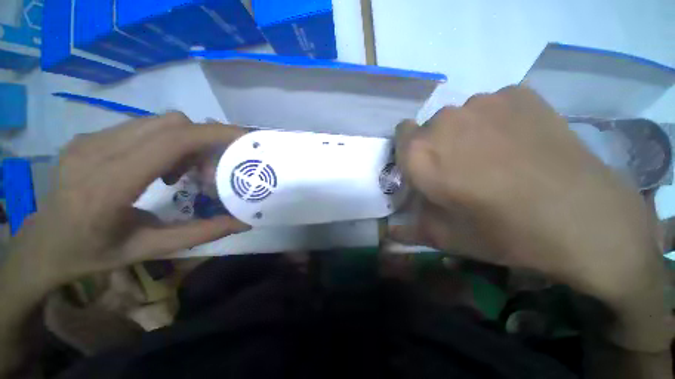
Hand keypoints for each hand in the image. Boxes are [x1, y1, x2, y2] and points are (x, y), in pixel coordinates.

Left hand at [4, 113, 249, 291]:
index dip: (213, 134)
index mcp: (109, 185)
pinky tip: (159, 166)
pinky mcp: (90, 136)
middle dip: (204, 142)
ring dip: (185, 142)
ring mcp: (90, 139)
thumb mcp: (151, 249)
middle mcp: (97, 151)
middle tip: (208, 171)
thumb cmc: (94, 254)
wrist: (42, 244)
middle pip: (171, 124)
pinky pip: (143, 127)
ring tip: (181, 172)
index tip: (243, 138)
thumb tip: (244, 221)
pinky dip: (166, 142)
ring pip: (159, 122)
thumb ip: (202, 233)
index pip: (171, 141)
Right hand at [391, 86, 670, 350]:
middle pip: (430, 126)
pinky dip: (498, 120)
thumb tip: (389, 232)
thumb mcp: (444, 237)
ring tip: (495, 156)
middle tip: (462, 168)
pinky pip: (493, 105)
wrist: (583, 219)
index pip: (400, 135)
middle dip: (438, 145)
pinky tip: (519, 142)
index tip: (426, 166)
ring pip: (461, 115)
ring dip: (467, 132)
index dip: (410, 151)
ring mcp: (483, 102)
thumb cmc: (501, 231)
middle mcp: (443, 121)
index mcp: (419, 154)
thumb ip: (409, 229)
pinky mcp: (519, 94)